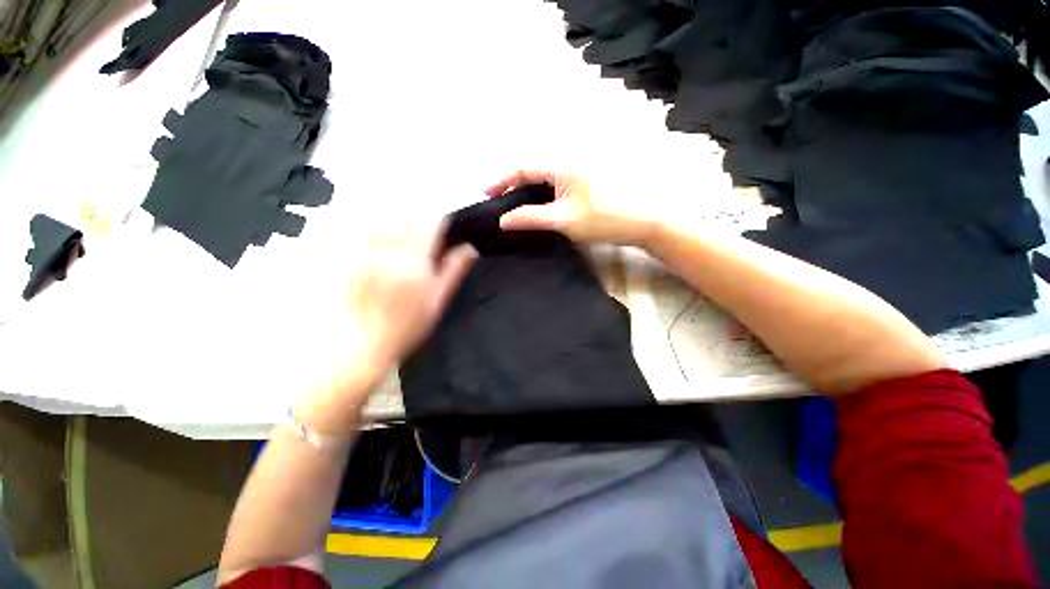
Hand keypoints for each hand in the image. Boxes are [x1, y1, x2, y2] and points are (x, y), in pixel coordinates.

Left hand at [295, 220, 476, 433]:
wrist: (364, 341)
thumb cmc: (409, 325)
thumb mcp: (438, 299)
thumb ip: (454, 270)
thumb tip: (470, 248)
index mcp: (415, 261)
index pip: (430, 224)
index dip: (441, 219)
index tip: (448, 224)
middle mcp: (391, 250)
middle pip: (407, 216)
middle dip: (422, 216)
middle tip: (431, 228)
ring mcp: (370, 251)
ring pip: (386, 218)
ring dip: (401, 217)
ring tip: (411, 227)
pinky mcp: (356, 256)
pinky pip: (368, 229)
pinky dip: (381, 224)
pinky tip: (388, 233)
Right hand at [485, 170, 657, 245]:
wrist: (647, 221)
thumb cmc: (605, 219)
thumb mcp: (564, 220)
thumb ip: (531, 217)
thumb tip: (503, 220)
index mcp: (562, 165)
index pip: (523, 167)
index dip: (502, 180)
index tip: (486, 194)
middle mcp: (569, 161)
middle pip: (533, 170)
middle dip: (513, 185)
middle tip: (500, 204)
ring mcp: (580, 171)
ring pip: (545, 178)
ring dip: (529, 191)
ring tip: (516, 209)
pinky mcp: (588, 181)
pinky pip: (558, 184)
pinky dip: (544, 194)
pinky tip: (541, 208)